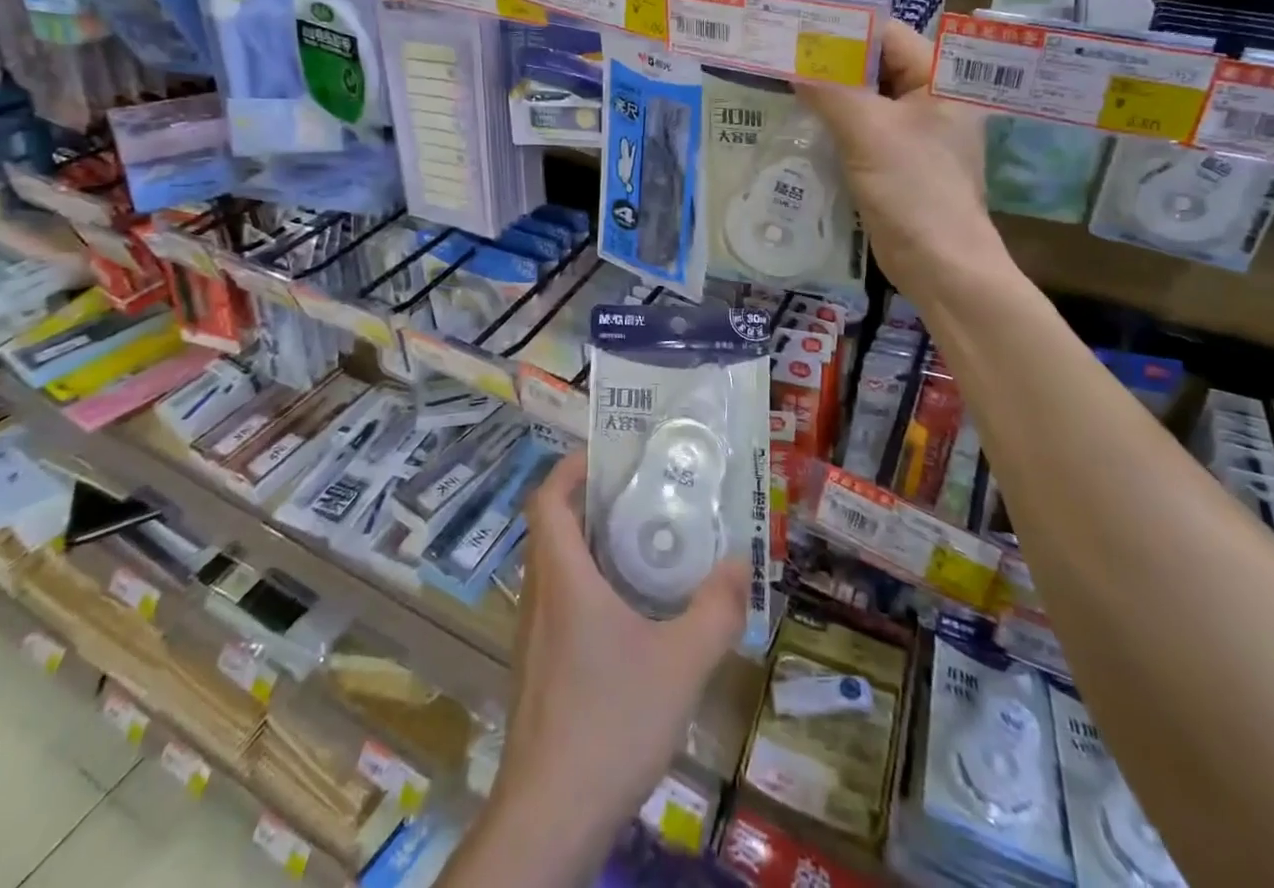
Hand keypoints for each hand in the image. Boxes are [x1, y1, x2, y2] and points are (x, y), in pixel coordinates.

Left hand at [494, 454, 746, 853]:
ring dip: (590, 546)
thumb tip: (741, 563)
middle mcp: (539, 595)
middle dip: (591, 503)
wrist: (550, 817)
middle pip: (552, 527)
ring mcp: (533, 635)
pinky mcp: (537, 669)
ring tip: (643, 547)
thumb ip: (716, 609)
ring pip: (555, 567)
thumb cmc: (610, 721)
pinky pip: (558, 603)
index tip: (608, 456)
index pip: (547, 498)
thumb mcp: (681, 662)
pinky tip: (629, 616)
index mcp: (562, 576)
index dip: (571, 468)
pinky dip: (587, 587)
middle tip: (641, 496)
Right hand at [795, 19, 1010, 300]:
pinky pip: (861, 130)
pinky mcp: (896, 160)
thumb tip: (791, 62)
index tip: (792, 31)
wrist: (939, 264)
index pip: (885, 35)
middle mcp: (931, 97)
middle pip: (873, 66)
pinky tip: (798, 124)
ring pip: (863, 99)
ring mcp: (914, 131)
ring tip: (779, 86)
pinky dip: (833, 125)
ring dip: (827, 96)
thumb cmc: (913, 189)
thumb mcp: (867, 131)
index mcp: (940, 78)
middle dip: (827, 64)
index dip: (839, 31)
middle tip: (778, 58)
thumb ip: (829, 89)